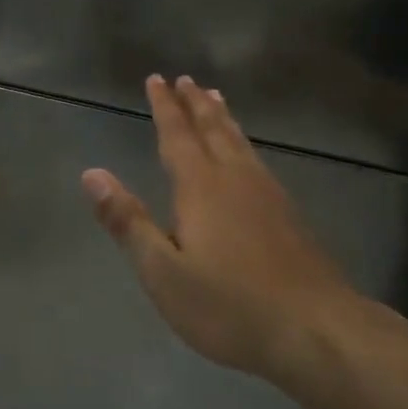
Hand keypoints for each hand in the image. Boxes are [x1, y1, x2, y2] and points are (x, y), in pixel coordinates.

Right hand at [82, 76, 368, 381]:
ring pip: (240, 142)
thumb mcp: (163, 272)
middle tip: (186, 79)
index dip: (165, 106)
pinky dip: (244, 142)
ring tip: (215, 99)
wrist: (315, 329)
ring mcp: (268, 194)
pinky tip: (249, 155)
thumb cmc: (228, 305)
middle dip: (195, 104)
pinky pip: (258, 159)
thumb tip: (92, 174)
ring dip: (223, 118)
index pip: (177, 135)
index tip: (157, 79)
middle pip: (213, 129)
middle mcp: (236, 178)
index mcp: (201, 187)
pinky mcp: (289, 213)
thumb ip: (128, 222)